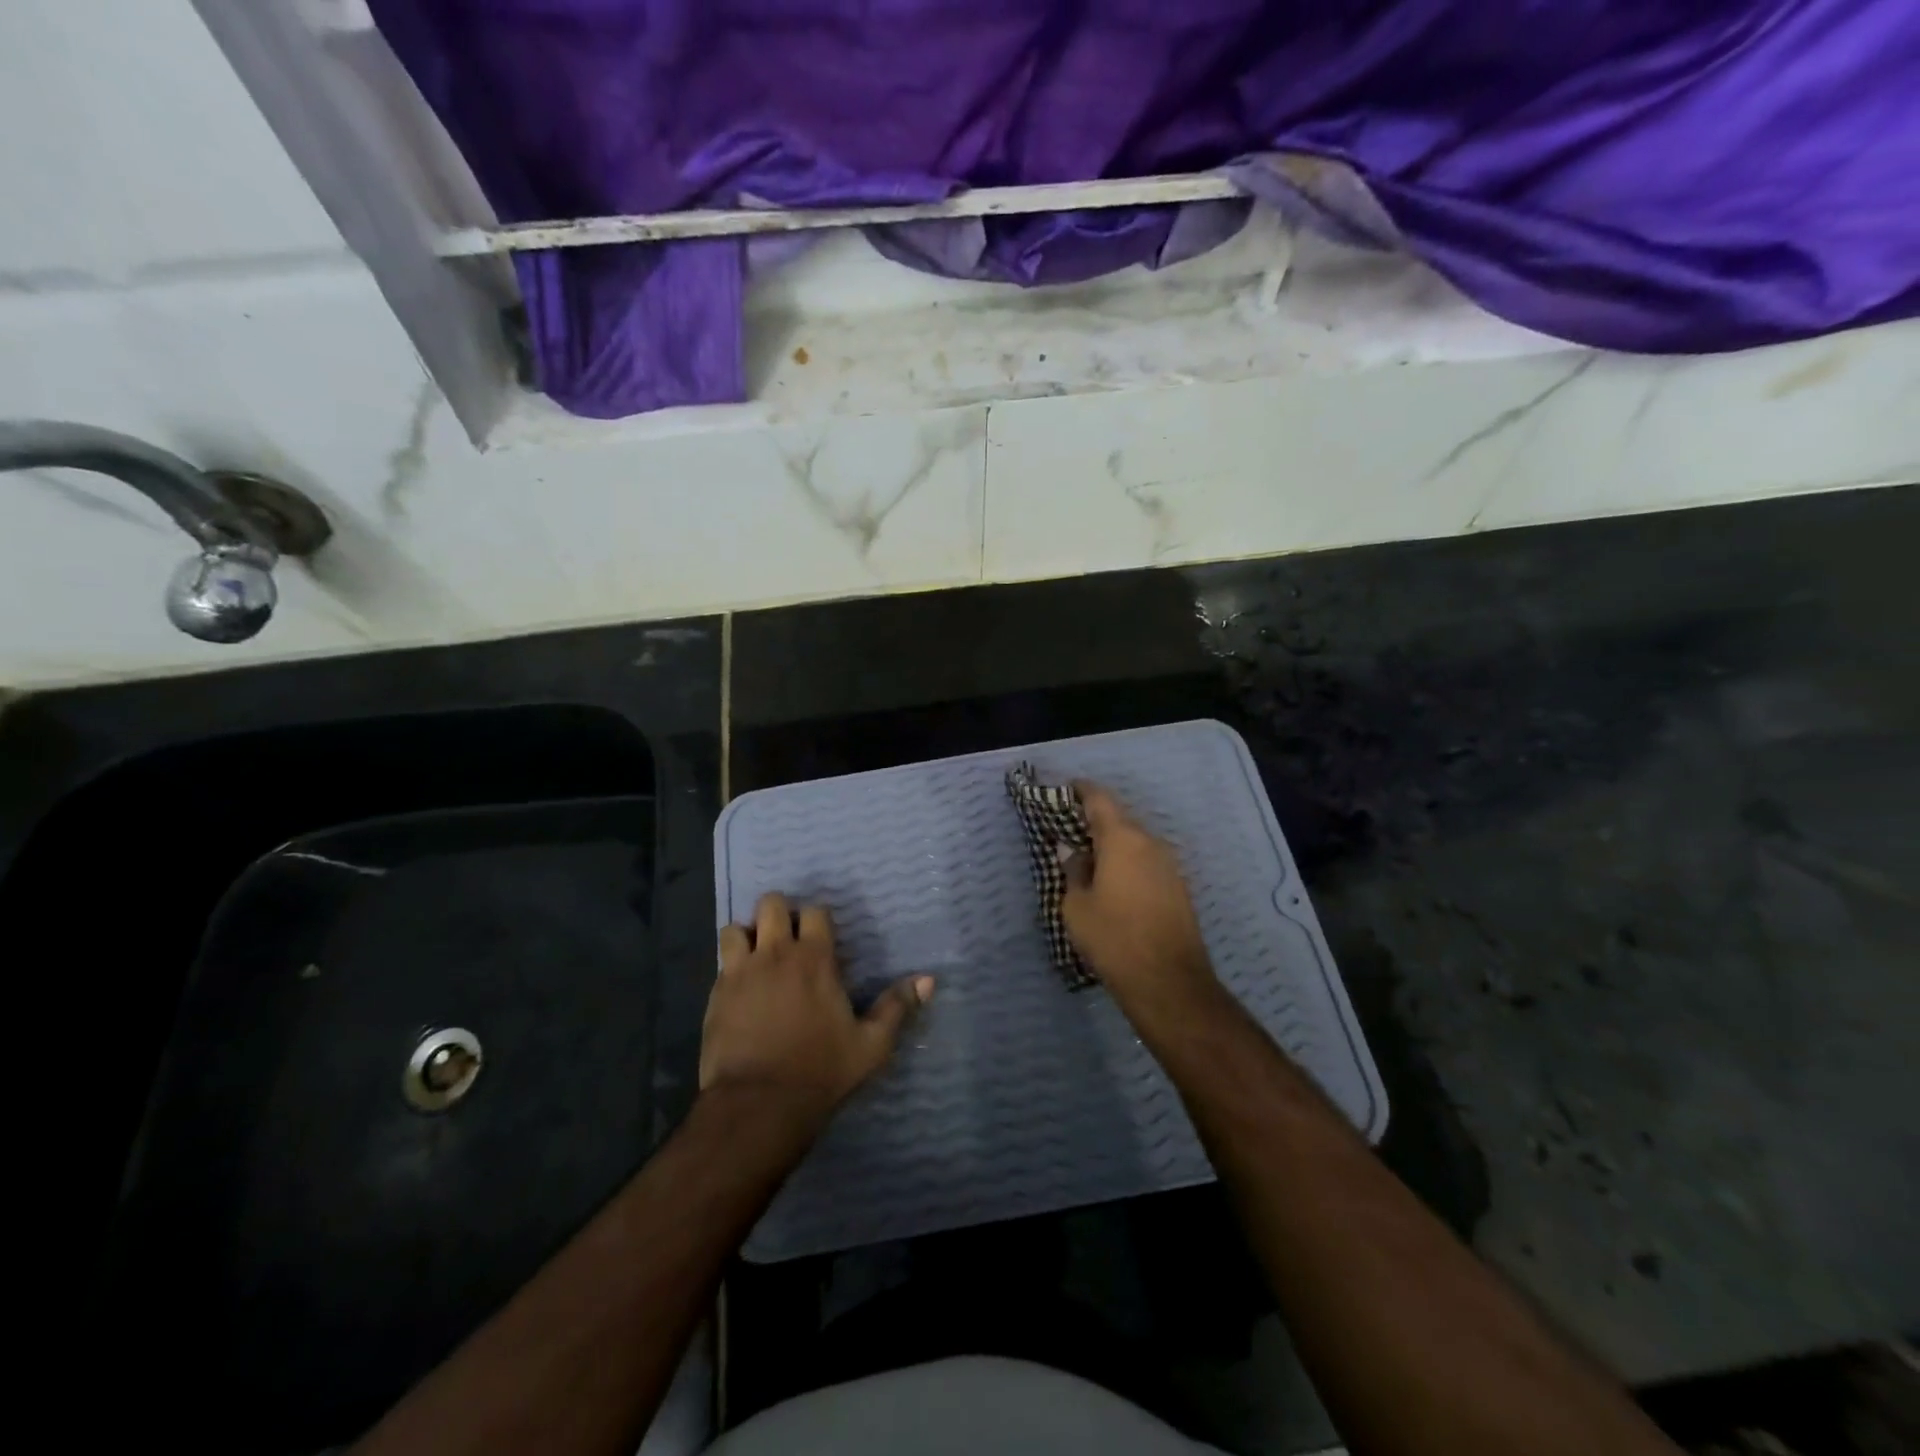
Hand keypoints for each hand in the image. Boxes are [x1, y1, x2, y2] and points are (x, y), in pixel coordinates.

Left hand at [703, 892, 933, 1129]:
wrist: (758, 1104)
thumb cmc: (821, 1070)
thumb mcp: (871, 1045)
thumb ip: (897, 1007)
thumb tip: (929, 980)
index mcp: (814, 959)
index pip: (815, 911)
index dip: (818, 920)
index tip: (822, 937)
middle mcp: (775, 954)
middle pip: (771, 904)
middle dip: (780, 913)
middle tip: (788, 939)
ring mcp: (740, 972)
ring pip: (736, 928)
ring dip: (748, 936)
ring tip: (758, 957)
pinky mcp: (715, 995)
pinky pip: (721, 963)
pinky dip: (731, 966)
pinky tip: (741, 987)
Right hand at [1063, 781, 1225, 1035]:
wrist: (1169, 982)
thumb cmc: (1113, 938)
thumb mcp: (1077, 906)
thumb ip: (1073, 870)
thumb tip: (1072, 851)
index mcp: (1122, 838)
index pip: (1100, 799)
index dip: (1081, 791)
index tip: (1065, 791)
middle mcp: (1150, 843)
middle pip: (1119, 820)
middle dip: (1094, 823)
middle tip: (1070, 834)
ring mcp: (1169, 865)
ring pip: (1135, 843)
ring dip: (1112, 846)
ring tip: (1089, 863)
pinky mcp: (1178, 887)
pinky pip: (1147, 863)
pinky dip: (1128, 865)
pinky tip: (1113, 885)